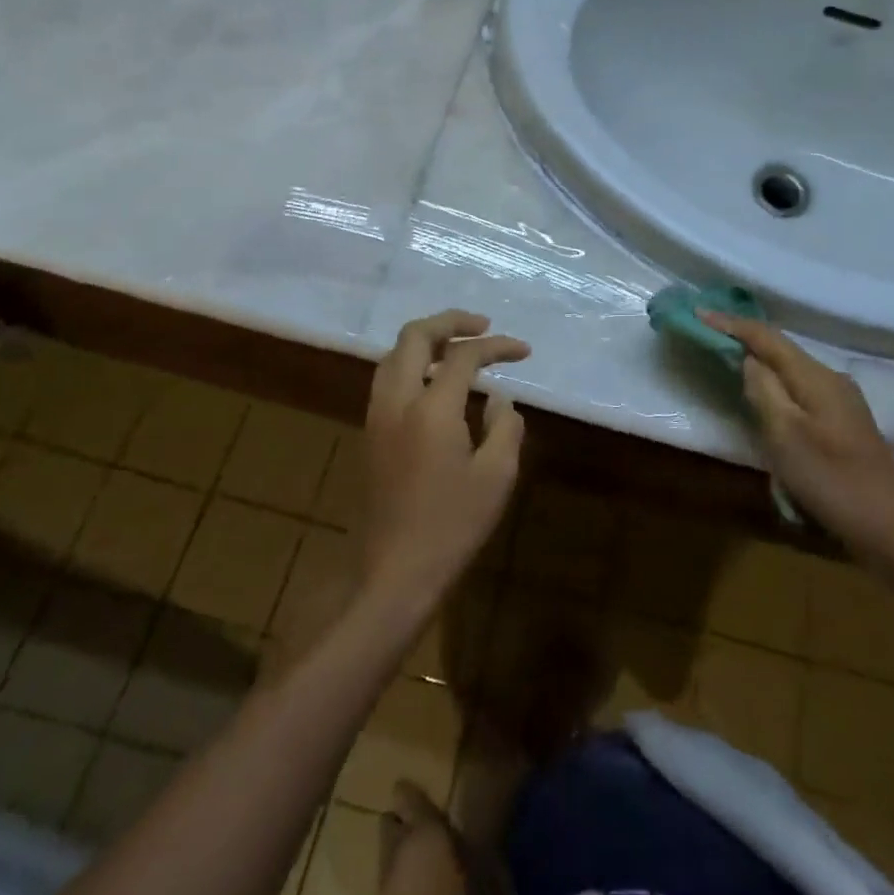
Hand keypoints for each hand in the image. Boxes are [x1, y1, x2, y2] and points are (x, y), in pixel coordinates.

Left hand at [361, 310, 529, 606]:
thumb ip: (504, 426)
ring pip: (394, 354)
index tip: (523, 350)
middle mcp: (397, 400)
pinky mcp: (370, 433)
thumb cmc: (452, 526)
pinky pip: (388, 378)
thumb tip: (499, 399)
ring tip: (460, 349)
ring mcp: (377, 415)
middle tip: (482, 326)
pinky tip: (437, 382)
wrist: (395, 573)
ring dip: (428, 340)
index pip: (464, 355)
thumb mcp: (496, 476)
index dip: (497, 346)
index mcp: (431, 408)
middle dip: (451, 321)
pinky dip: (413, 364)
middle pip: (415, 336)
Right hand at [703, 312, 893, 557]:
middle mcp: (831, 379)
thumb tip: (750, 361)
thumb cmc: (831, 479)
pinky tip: (768, 400)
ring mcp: (843, 402)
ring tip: (731, 362)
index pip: (767, 337)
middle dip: (746, 339)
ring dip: (762, 364)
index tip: (699, 313)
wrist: (891, 528)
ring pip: (792, 371)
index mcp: (816, 377)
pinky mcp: (845, 424)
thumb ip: (763, 391)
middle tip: (711, 334)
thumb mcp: (785, 435)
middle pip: (781, 350)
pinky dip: (778, 386)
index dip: (731, 323)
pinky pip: (802, 390)